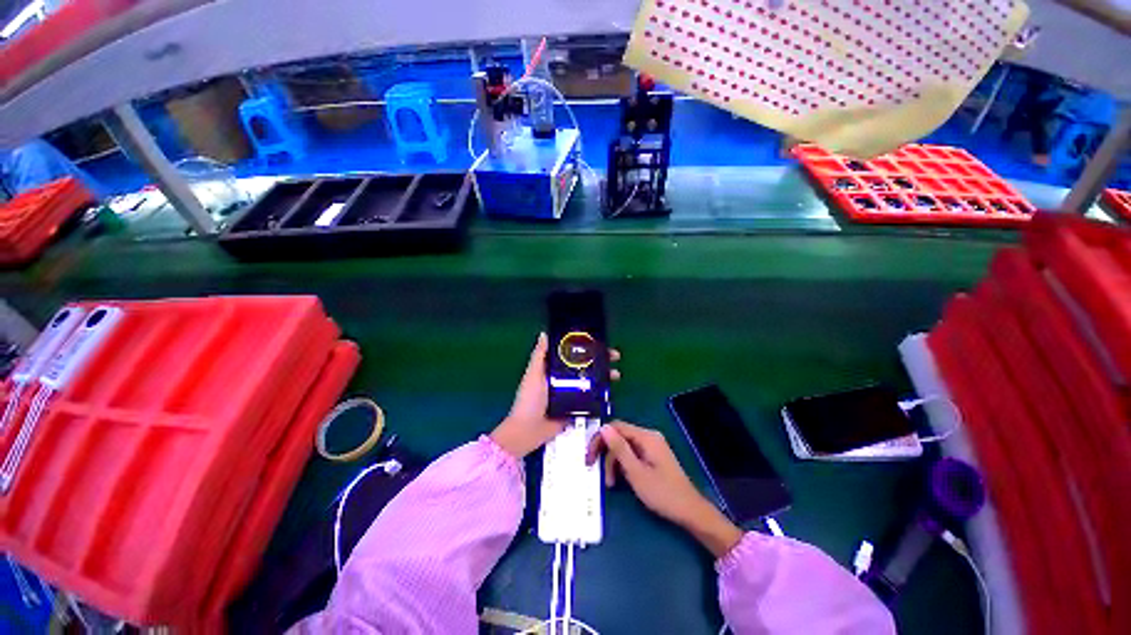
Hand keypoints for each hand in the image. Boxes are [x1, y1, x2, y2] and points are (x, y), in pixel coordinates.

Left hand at [490, 333, 619, 458]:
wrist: (529, 430)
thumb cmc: (529, 399)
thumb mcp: (533, 374)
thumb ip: (539, 355)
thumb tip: (544, 334)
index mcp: (554, 369)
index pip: (573, 354)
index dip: (586, 347)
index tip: (599, 342)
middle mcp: (565, 379)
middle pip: (586, 366)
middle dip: (601, 360)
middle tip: (614, 357)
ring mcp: (573, 394)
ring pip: (592, 381)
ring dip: (605, 376)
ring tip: (616, 374)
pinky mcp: (578, 408)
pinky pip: (592, 399)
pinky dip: (602, 394)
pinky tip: (611, 390)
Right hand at [587, 421, 742, 556]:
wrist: (690, 511)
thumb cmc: (662, 493)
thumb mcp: (636, 472)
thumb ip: (619, 448)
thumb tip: (603, 427)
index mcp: (646, 437)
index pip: (616, 427)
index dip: (600, 438)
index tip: (589, 456)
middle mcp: (649, 436)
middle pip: (619, 436)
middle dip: (606, 452)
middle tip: (593, 469)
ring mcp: (652, 446)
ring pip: (624, 446)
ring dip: (614, 462)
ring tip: (611, 483)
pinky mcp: (653, 456)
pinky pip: (632, 453)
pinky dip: (623, 464)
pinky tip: (620, 479)